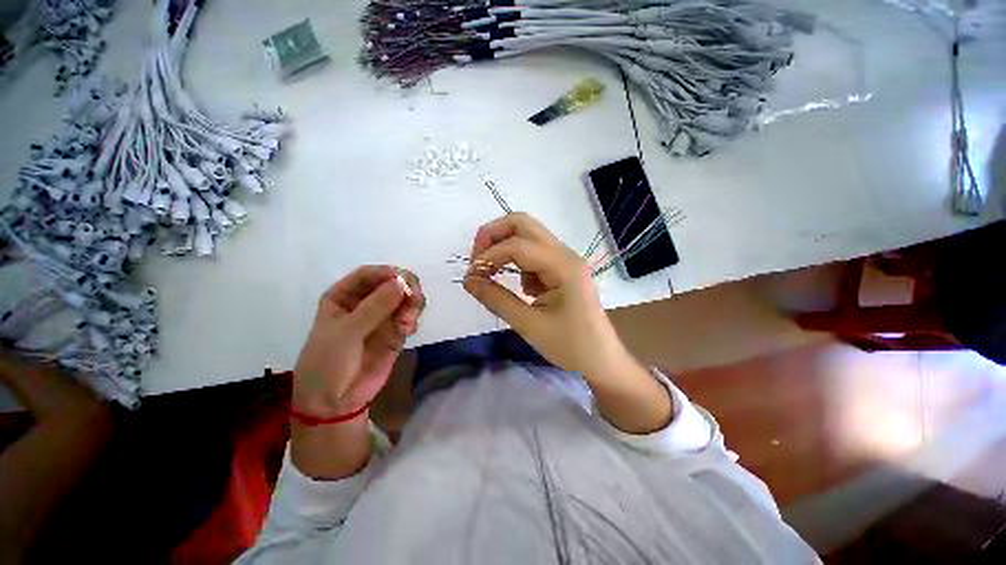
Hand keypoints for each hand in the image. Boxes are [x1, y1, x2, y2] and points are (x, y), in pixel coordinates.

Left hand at [293, 266, 424, 418]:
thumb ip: (375, 307)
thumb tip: (402, 283)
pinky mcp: (395, 333)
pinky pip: (409, 317)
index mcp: (344, 296)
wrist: (335, 402)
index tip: (403, 279)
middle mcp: (365, 303)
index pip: (368, 275)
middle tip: (415, 298)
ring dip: (413, 304)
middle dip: (406, 288)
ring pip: (405, 300)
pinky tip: (408, 329)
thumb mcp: (346, 332)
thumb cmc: (328, 362)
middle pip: (392, 284)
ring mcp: (382, 318)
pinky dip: (413, 319)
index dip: (386, 273)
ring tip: (409, 320)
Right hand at [462, 213, 629, 378]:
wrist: (601, 361)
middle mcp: (565, 254)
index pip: (517, 245)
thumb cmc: (570, 347)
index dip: (488, 255)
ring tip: (492, 274)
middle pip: (523, 225)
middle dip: (494, 236)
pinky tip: (522, 289)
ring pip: (528, 237)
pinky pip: (534, 254)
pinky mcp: (562, 269)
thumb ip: (496, 299)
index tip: (471, 276)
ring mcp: (565, 260)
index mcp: (562, 266)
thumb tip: (468, 280)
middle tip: (477, 260)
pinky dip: (518, 262)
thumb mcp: (529, 324)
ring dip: (505, 248)